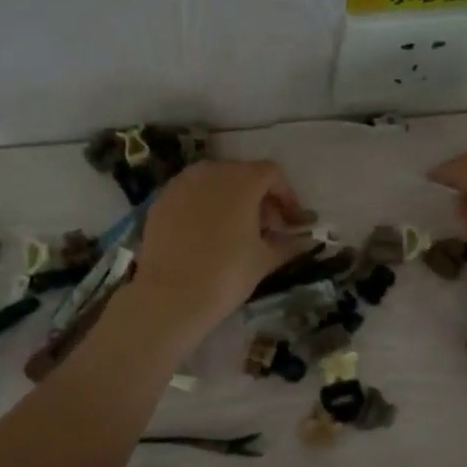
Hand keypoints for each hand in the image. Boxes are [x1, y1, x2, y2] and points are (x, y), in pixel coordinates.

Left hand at [126, 160, 308, 342]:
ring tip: (235, 229)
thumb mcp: (265, 259)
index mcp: (242, 180)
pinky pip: (191, 194)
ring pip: (214, 181)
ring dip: (230, 198)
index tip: (290, 221)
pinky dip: (204, 206)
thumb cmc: (227, 274)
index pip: (272, 173)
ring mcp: (182, 183)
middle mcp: (212, 171)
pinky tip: (206, 234)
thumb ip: (288, 244)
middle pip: (243, 173)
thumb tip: (305, 241)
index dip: (286, 195)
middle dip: (258, 196)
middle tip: (266, 226)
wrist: (172, 295)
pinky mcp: (161, 200)